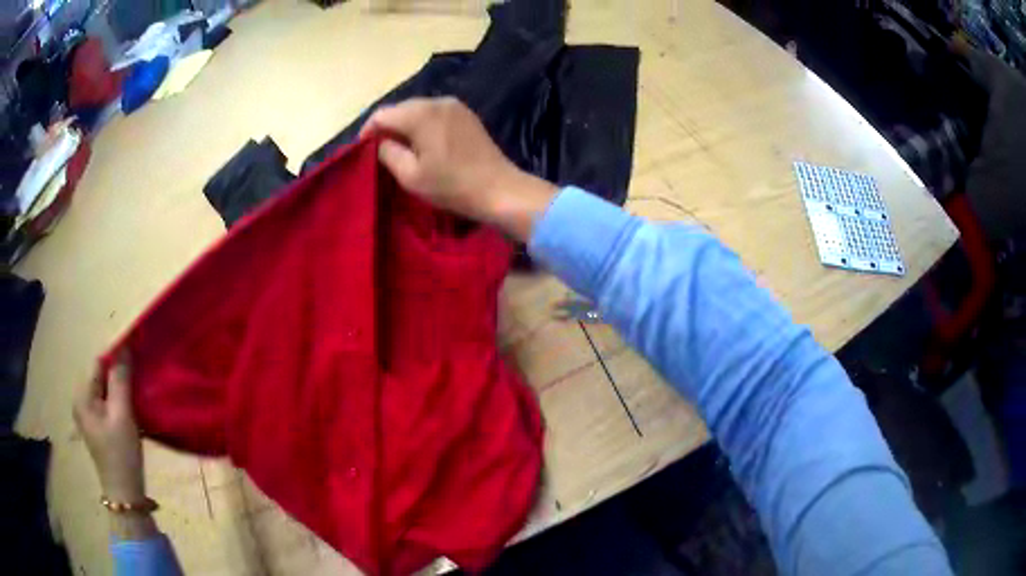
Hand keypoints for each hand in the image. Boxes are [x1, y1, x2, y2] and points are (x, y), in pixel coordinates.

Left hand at [73, 360, 145, 502]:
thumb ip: (121, 379)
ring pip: (106, 392)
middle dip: (120, 376)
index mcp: (82, 396)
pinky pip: (108, 405)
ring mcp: (88, 417)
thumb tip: (125, 346)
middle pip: (102, 378)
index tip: (138, 361)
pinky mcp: (98, 428)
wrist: (125, 495)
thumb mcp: (122, 414)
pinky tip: (131, 413)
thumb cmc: (121, 453)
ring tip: (138, 397)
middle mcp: (81, 402)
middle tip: (141, 382)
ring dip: (121, 391)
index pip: (99, 364)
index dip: (118, 359)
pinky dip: (119, 404)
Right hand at [361, 97, 556, 240]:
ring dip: (404, 126)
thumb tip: (379, 141)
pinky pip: (434, 114)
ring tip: (399, 149)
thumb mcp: (411, 175)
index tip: (362, 151)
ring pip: (417, 110)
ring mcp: (454, 105)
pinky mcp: (466, 114)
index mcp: (420, 113)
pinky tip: (422, 144)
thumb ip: (388, 152)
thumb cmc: (452, 186)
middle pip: (400, 109)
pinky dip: (422, 125)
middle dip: (386, 127)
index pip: (382, 114)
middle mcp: (437, 101)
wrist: (500, 189)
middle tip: (379, 151)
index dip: (367, 131)